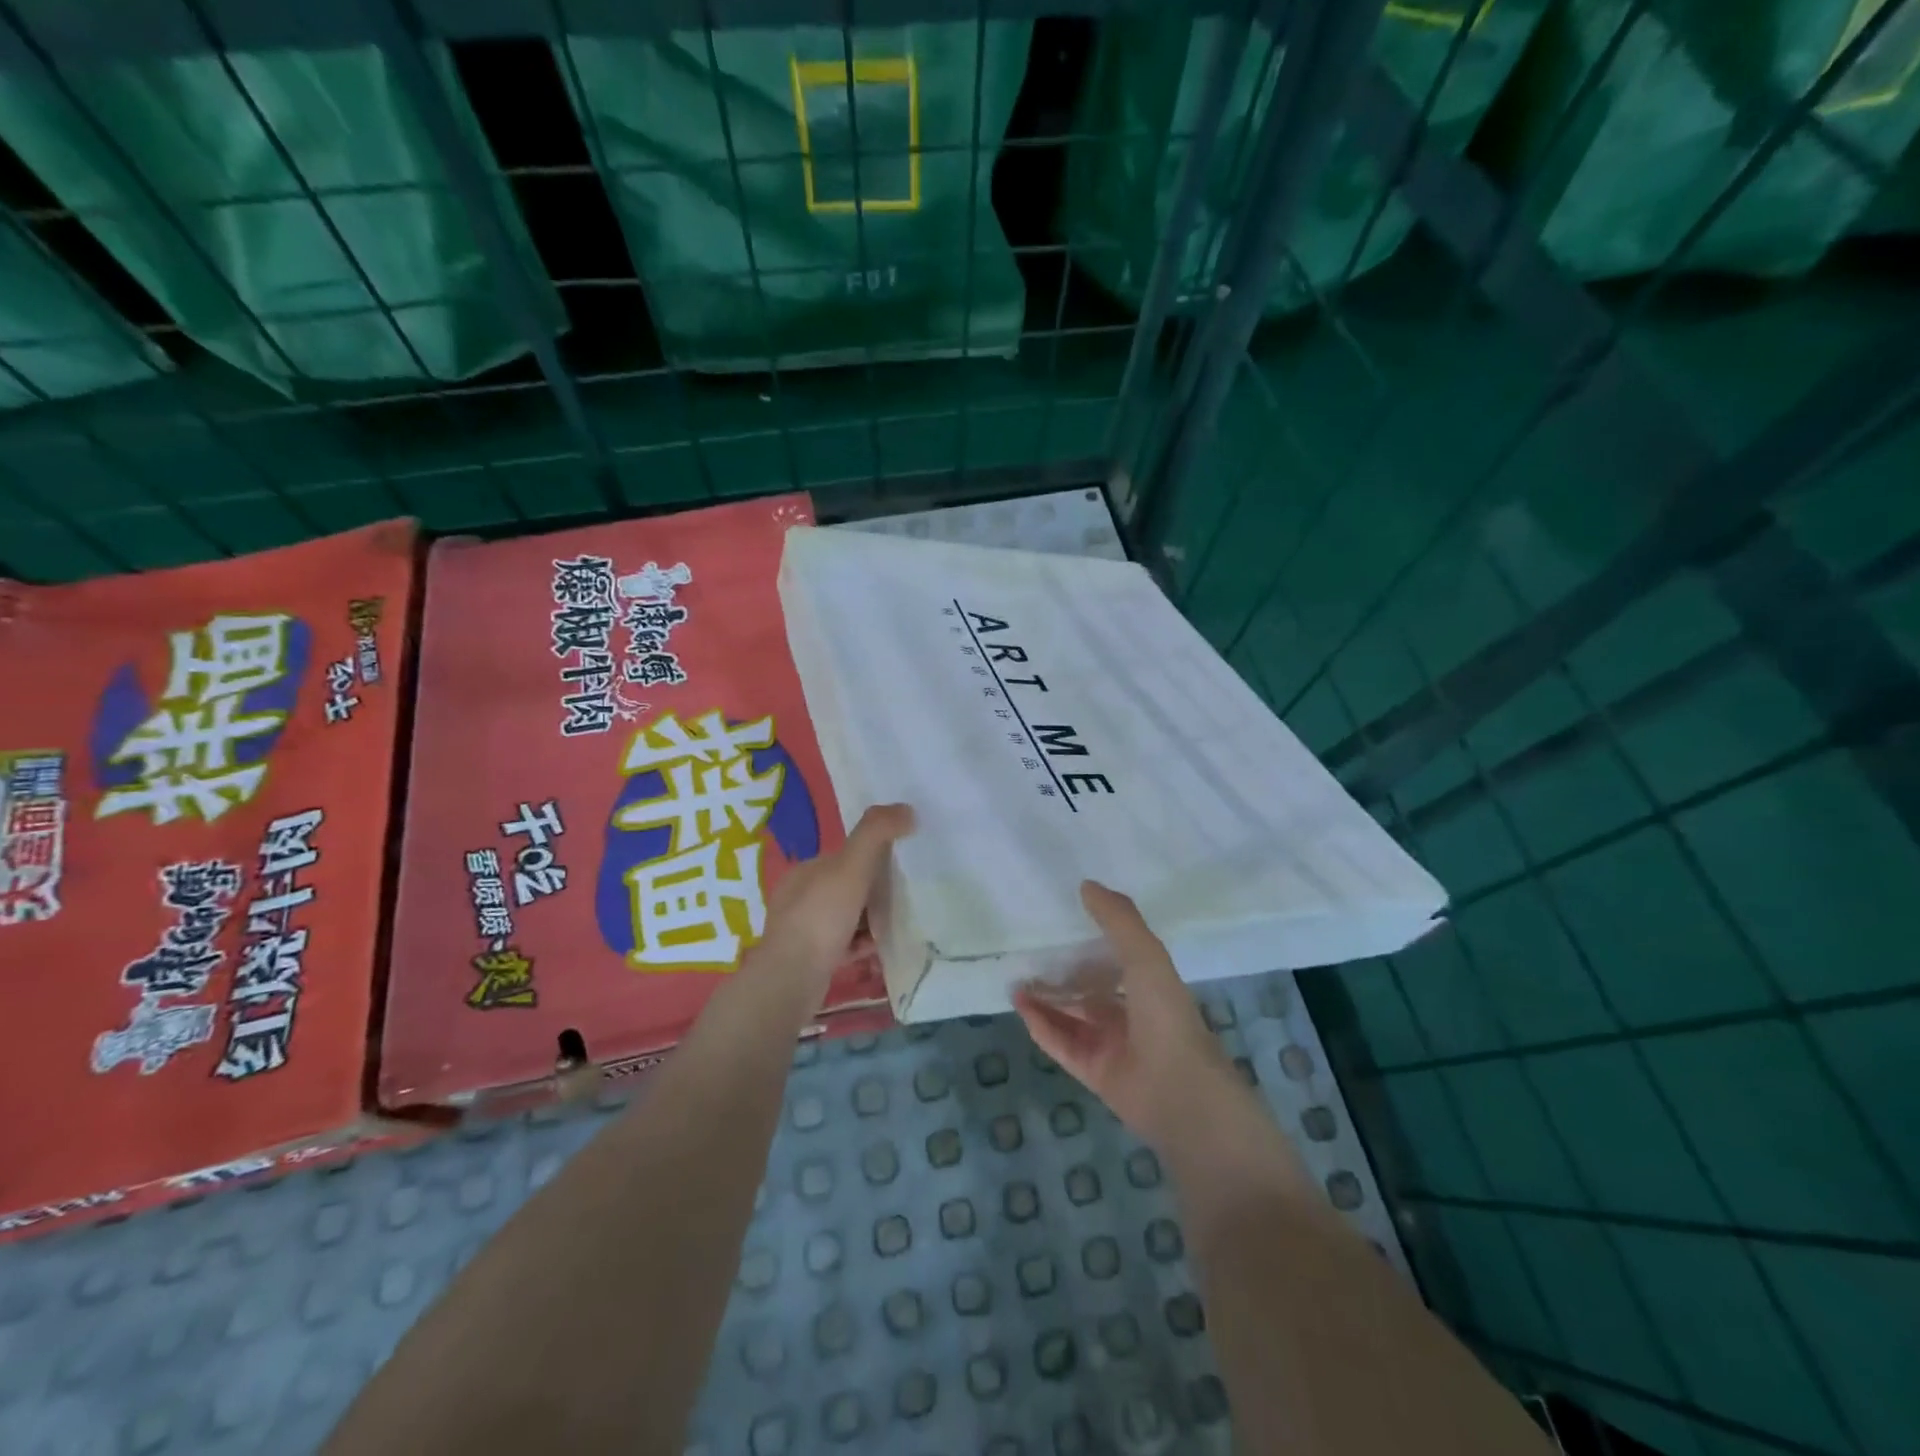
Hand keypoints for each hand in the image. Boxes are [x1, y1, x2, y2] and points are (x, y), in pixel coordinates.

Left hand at [754, 803, 913, 1004]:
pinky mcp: (810, 960)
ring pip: (845, 917)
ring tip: (897, 923)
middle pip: (846, 887)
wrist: (791, 980)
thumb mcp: (851, 866)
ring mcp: (802, 931)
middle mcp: (799, 897)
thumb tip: (907, 809)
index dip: (872, 857)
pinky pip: (844, 945)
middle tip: (904, 897)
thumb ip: (876, 833)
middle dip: (873, 890)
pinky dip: (862, 944)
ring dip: (870, 919)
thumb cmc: (820, 917)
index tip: (899, 866)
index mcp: (805, 871)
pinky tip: (880, 947)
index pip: (843, 856)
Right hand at [1014, 881, 1240, 1149]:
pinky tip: (1020, 1006)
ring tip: (1016, 981)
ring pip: (1072, 1017)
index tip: (1064, 922)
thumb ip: (1118, 920)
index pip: (1117, 959)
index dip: (1092, 943)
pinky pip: (1062, 1044)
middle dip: (1062, 975)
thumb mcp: (1145, 956)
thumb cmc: (1166, 1015)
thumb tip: (1086, 884)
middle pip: (1090, 990)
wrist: (1179, 1092)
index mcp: (1150, 986)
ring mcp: (1112, 1045)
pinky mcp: (1094, 1072)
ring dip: (1045, 1000)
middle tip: (1029, 955)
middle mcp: (1131, 1014)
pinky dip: (1041, 1025)